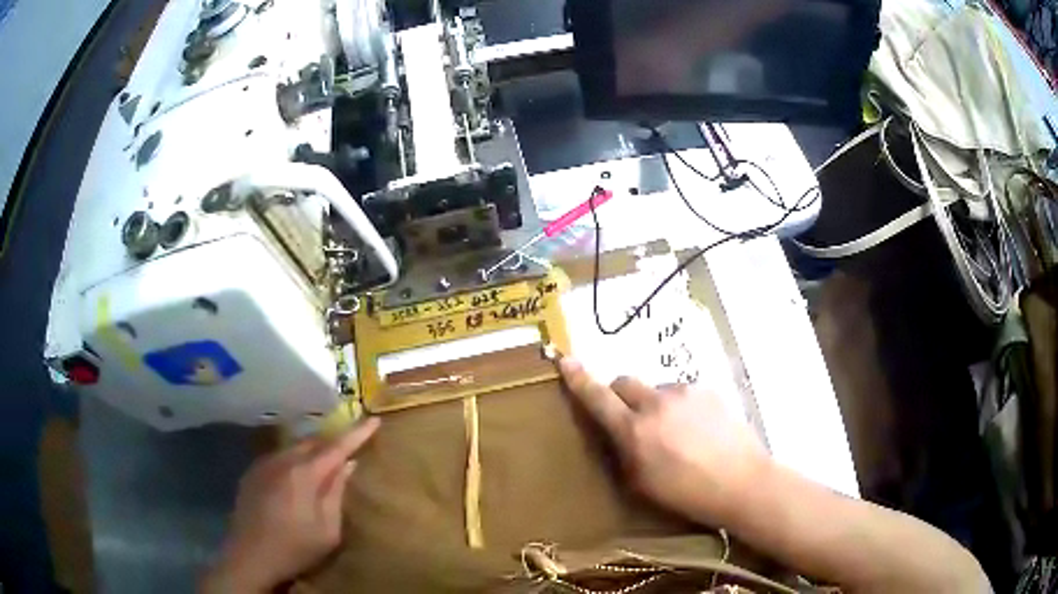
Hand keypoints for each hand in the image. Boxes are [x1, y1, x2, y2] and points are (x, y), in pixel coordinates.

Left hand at [202, 418, 380, 592]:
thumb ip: (337, 493)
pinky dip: (294, 460)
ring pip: (294, 448)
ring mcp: (263, 464)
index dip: (357, 433)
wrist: (249, 557)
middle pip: (313, 442)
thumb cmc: (295, 548)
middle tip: (350, 448)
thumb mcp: (328, 530)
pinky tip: (296, 479)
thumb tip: (348, 465)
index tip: (375, 419)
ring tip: (324, 464)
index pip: (336, 447)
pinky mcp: (252, 473)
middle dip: (333, 442)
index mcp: (304, 474)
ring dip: (312, 451)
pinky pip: (279, 457)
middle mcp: (282, 460)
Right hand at [559, 357, 768, 524]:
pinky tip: (698, 430)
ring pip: (656, 389)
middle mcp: (657, 403)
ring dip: (655, 404)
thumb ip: (623, 453)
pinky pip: (682, 393)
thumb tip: (615, 433)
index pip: (598, 398)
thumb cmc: (687, 494)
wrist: (741, 482)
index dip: (578, 379)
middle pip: (625, 382)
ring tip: (676, 433)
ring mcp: (685, 393)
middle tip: (631, 419)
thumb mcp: (642, 484)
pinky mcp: (708, 390)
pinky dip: (680, 407)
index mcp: (635, 430)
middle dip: (619, 395)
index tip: (565, 360)